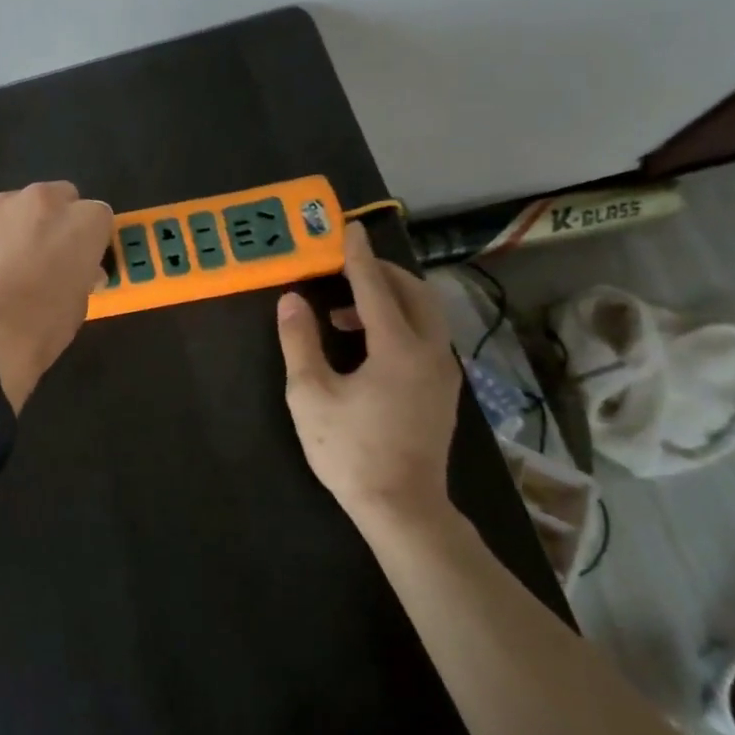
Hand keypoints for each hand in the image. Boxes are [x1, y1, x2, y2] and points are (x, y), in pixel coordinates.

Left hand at [0, 182, 113, 409]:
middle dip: (55, 220)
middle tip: (46, 256)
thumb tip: (79, 271)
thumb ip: (81, 274)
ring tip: (6, 265)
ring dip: (17, 226)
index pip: (98, 215)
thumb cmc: (41, 327)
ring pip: (15, 206)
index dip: (90, 238)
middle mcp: (41, 201)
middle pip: (57, 197)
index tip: (81, 259)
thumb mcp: (78, 304)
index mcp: (81, 221)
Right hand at [275, 222, 462, 530]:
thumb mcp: (310, 395)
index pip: (375, 287)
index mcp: (398, 348)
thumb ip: (300, 342)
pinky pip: (425, 336)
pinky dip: (398, 323)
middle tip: (342, 269)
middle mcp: (430, 351)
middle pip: (413, 292)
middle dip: (379, 273)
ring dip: (387, 300)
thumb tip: (292, 300)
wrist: (402, 507)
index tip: (348, 228)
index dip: (357, 256)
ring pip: (423, 314)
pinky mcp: (443, 389)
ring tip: (341, 315)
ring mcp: (443, 371)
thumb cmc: (349, 450)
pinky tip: (365, 344)